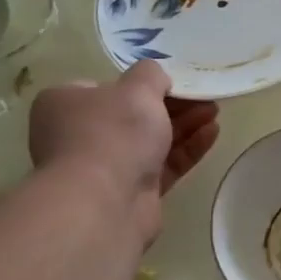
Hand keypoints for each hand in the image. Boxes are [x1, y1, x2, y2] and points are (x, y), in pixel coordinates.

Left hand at [27, 62, 219, 243]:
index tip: (171, 81)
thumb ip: (151, 74)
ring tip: (215, 112)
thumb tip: (155, 78)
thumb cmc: (113, 133)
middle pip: (132, 114)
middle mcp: (79, 135)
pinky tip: (212, 134)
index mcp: (65, 104)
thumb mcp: (137, 88)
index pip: (103, 87)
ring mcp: (105, 167)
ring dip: (184, 125)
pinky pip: (163, 165)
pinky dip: (186, 149)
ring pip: (150, 141)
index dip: (138, 83)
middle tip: (203, 96)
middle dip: (172, 104)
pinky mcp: (131, 192)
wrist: (104, 204)